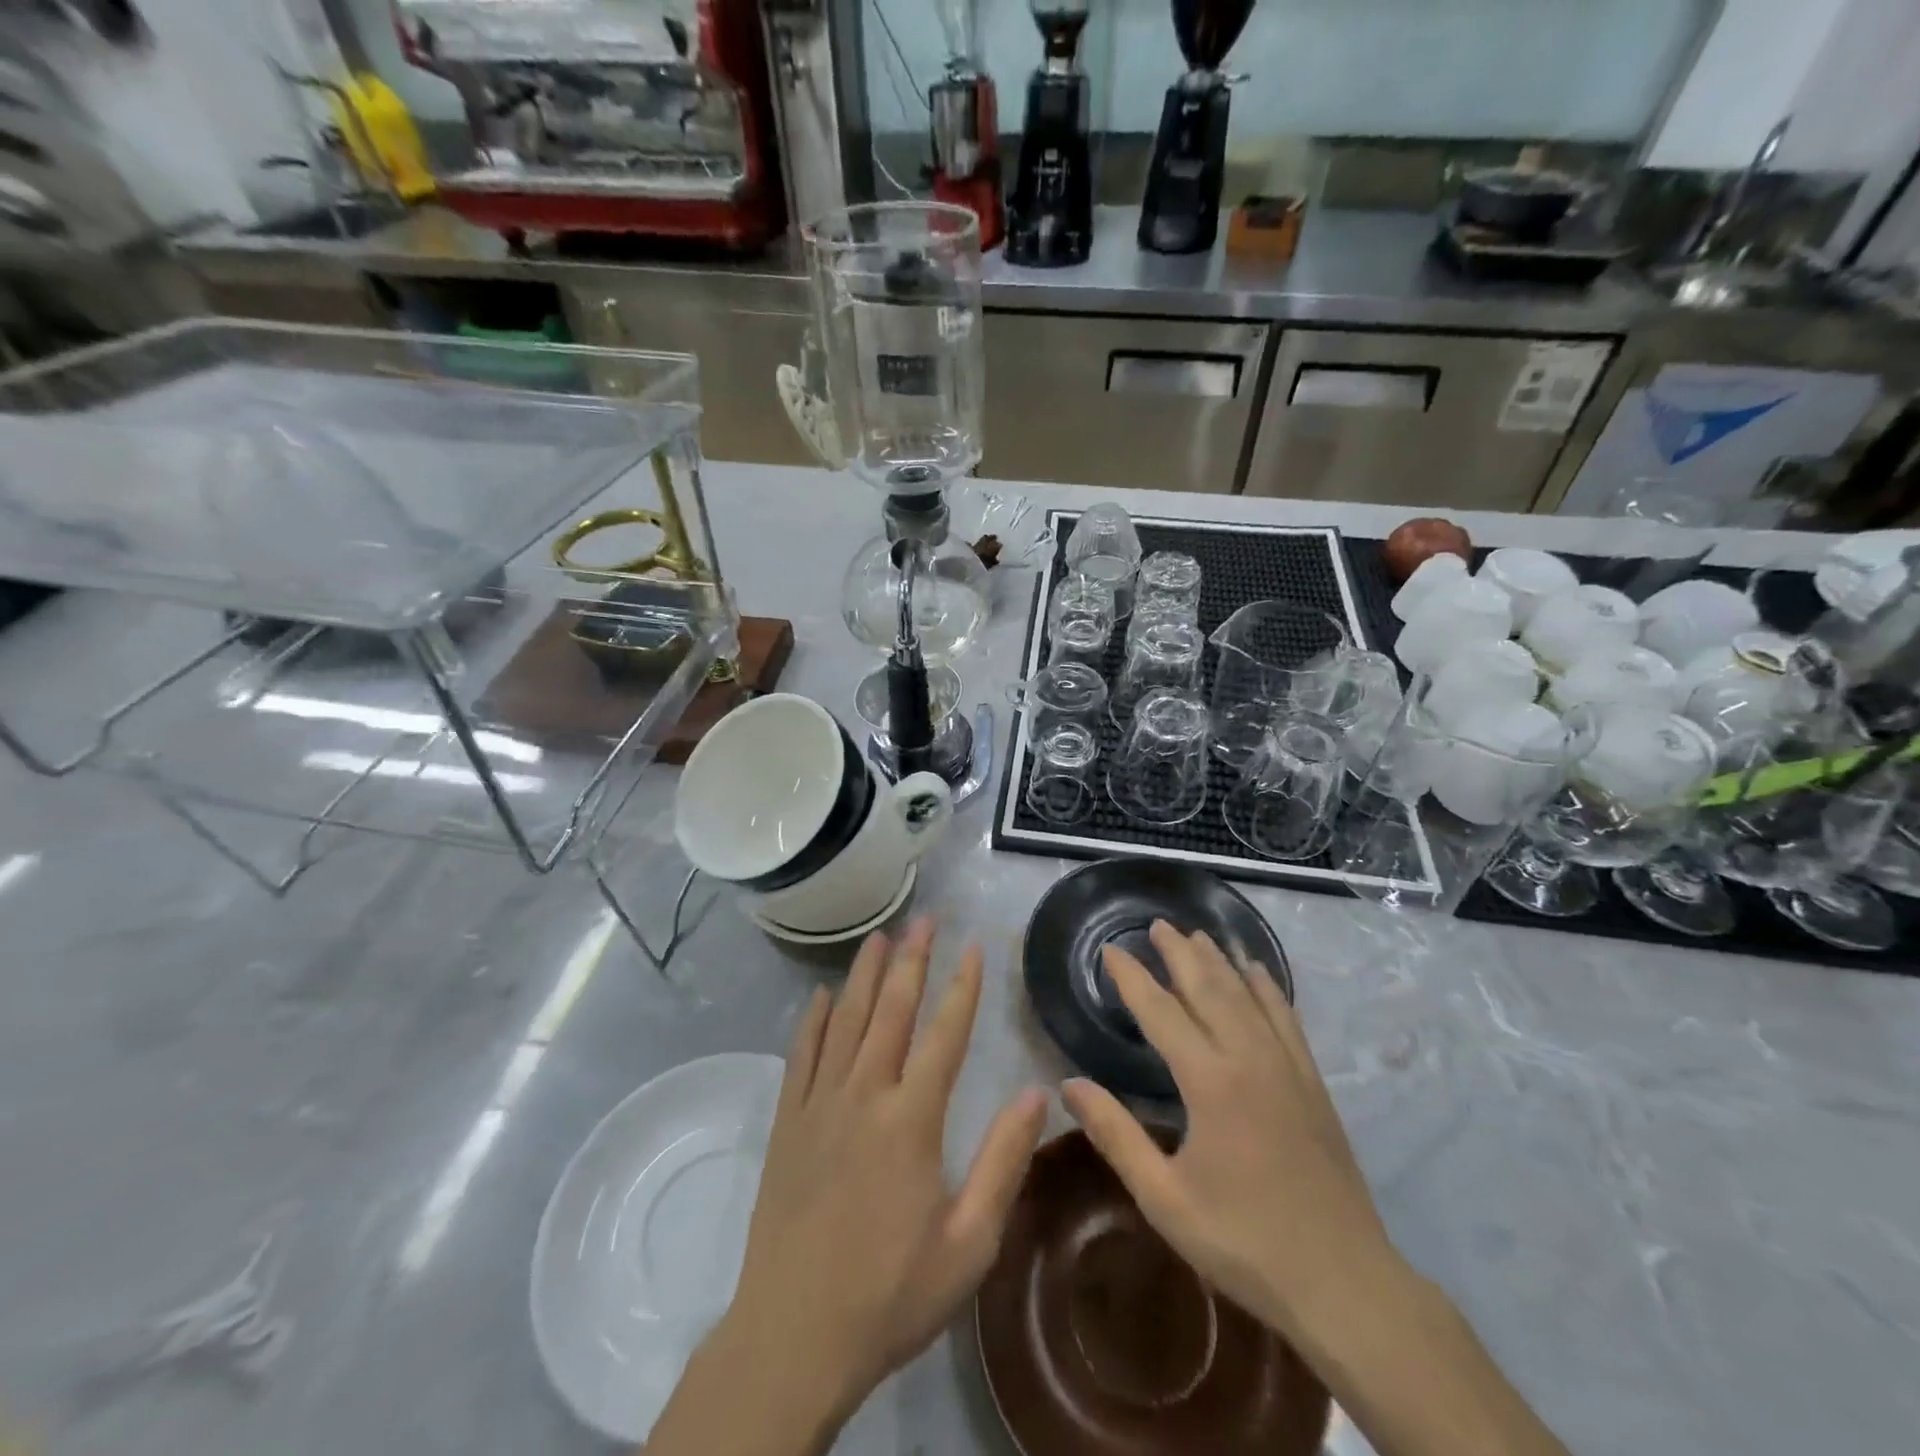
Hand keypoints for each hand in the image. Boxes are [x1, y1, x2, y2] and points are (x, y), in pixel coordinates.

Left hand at [719, 918, 1047, 1421]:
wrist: (792, 1337)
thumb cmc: (890, 1294)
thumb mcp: (968, 1244)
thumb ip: (1003, 1163)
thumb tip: (1037, 1094)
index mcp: (911, 1120)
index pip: (945, 1034)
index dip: (963, 987)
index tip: (974, 946)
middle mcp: (863, 1095)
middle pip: (891, 1011)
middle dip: (912, 960)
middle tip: (925, 919)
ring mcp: (818, 1105)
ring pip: (845, 1021)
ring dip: (864, 975)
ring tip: (879, 937)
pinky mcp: (787, 1122)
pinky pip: (801, 1055)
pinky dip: (813, 1020)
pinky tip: (823, 996)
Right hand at [1061, 920, 1397, 1343]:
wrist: (1343, 1282)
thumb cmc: (1243, 1240)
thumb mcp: (1165, 1197)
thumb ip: (1115, 1135)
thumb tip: (1069, 1084)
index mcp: (1208, 1081)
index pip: (1160, 1011)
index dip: (1132, 977)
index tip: (1110, 950)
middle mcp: (1248, 1058)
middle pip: (1208, 988)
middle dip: (1178, 953)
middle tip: (1156, 925)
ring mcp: (1286, 1066)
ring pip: (1247, 995)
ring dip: (1219, 961)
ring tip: (1197, 935)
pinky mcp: (1312, 1082)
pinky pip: (1286, 1018)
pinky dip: (1268, 988)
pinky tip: (1258, 972)